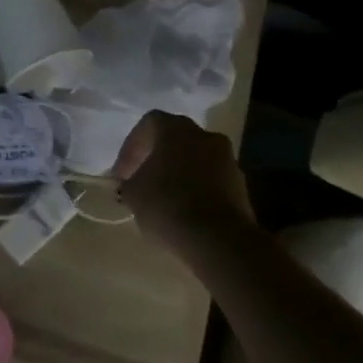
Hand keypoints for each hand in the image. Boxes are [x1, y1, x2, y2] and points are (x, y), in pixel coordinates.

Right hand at [114, 110, 255, 249]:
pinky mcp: (241, 186)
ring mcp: (228, 160)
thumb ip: (130, 181)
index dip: (132, 147)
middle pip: (176, 139)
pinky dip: (197, 189)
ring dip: (179, 173)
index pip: (149, 123)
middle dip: (157, 158)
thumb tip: (132, 183)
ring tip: (164, 199)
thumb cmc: (167, 205)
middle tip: (142, 180)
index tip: (122, 173)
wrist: (219, 239)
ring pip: (196, 159)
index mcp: (176, 129)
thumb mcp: (133, 193)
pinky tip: (185, 211)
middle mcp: (205, 136)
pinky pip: (212, 180)